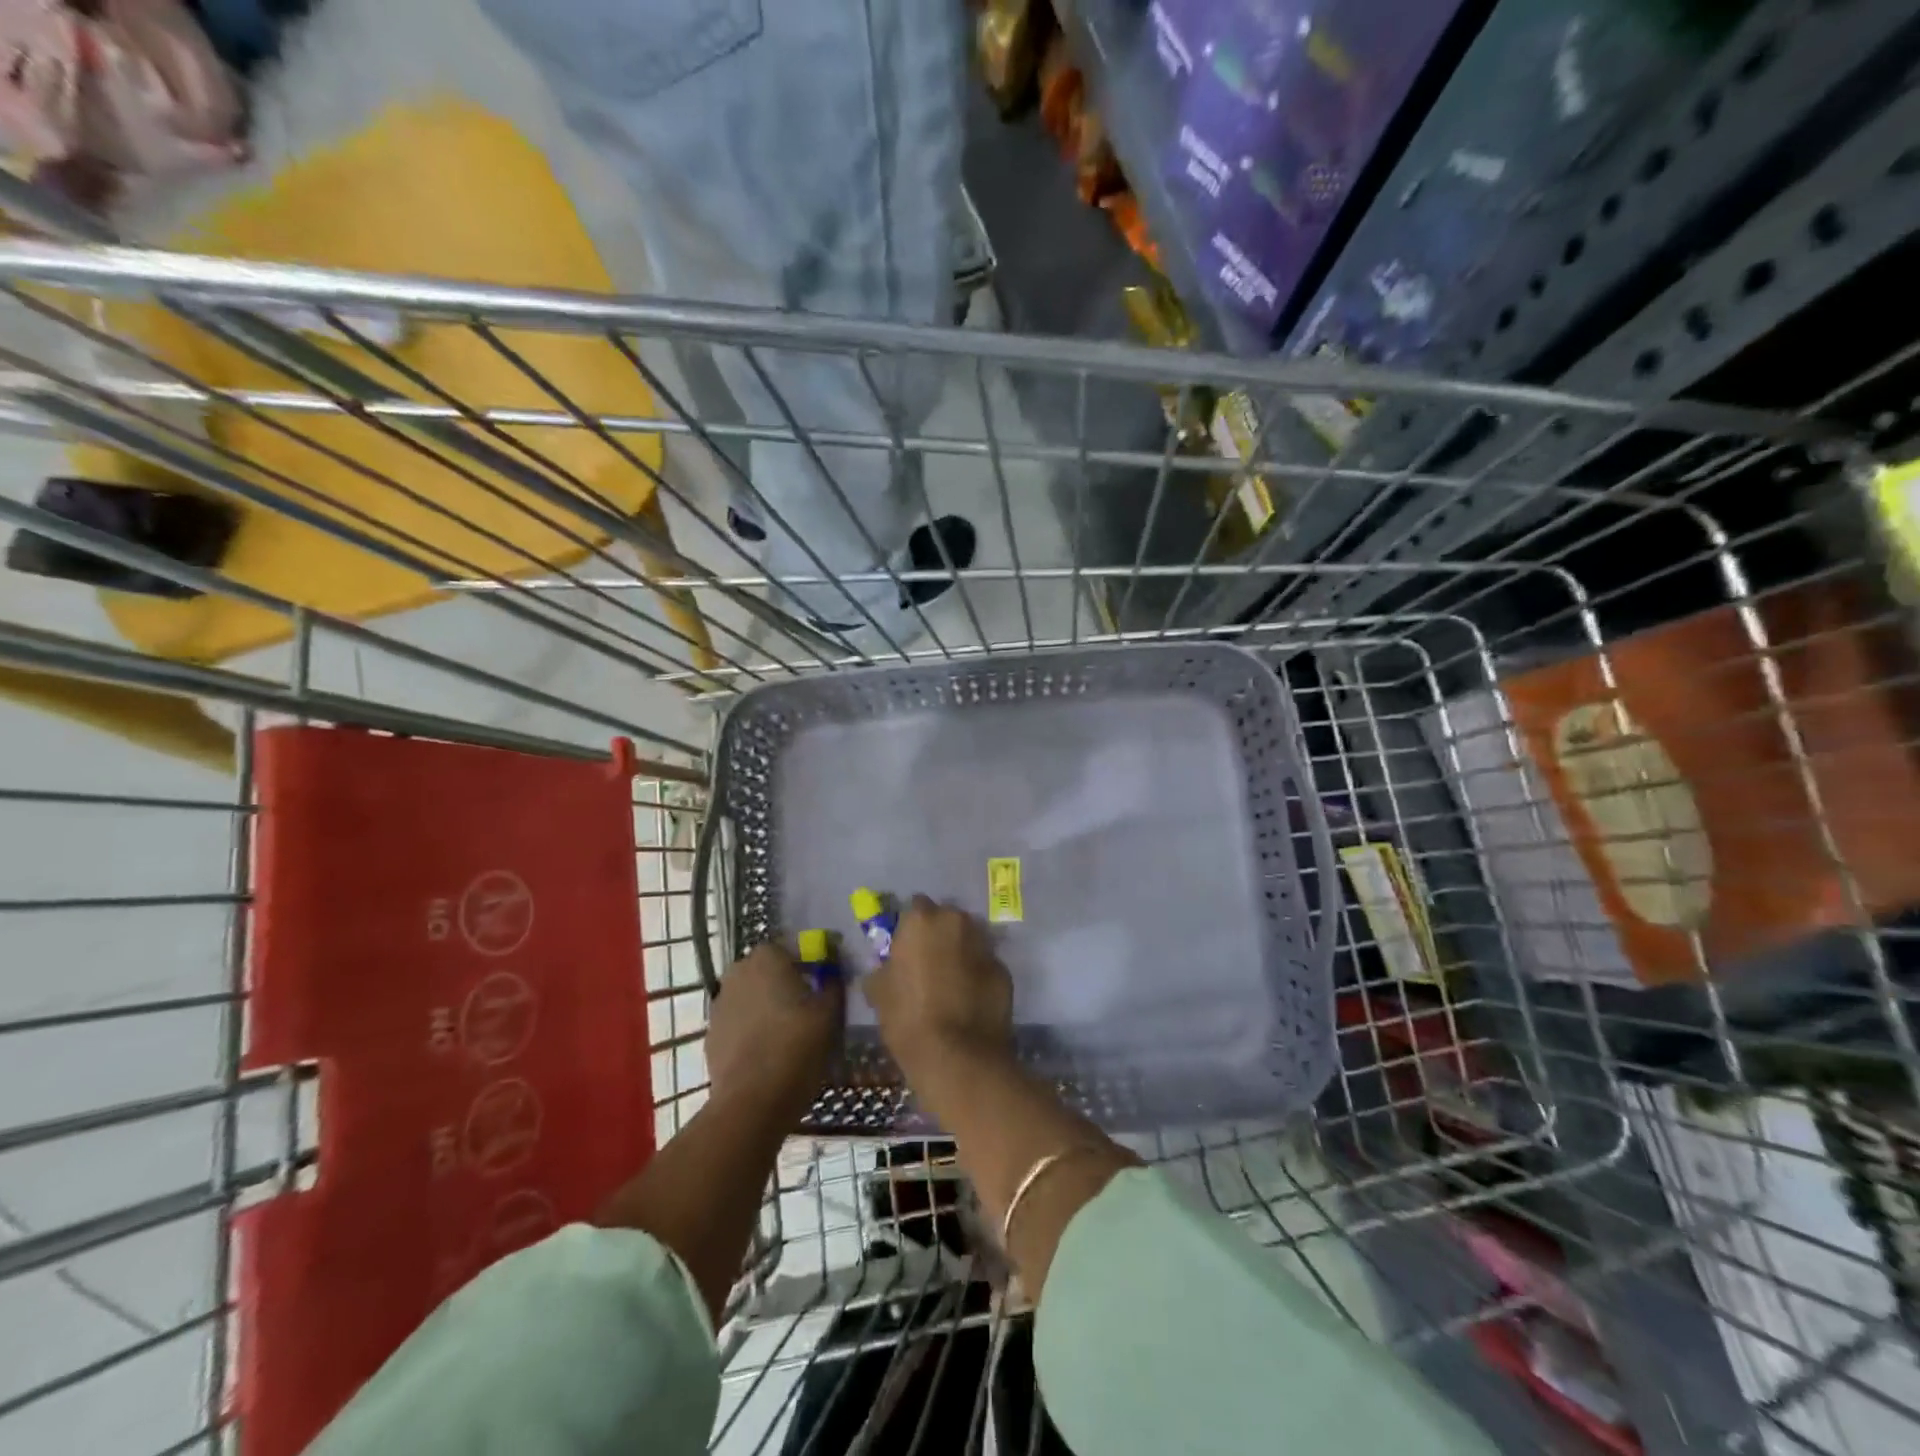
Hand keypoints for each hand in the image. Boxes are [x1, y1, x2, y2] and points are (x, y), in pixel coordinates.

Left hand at [706, 943, 841, 1120]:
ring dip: (768, 1005)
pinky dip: (753, 1028)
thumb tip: (832, 968)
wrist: (751, 1103)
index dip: (813, 962)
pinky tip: (769, 1051)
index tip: (826, 981)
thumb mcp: (830, 1012)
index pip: (794, 946)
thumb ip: (833, 981)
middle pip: (770, 969)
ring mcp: (720, 1003)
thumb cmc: (796, 1047)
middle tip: (810, 1005)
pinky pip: (740, 1021)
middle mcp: (738, 970)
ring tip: (790, 1032)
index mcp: (767, 956)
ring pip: (752, 995)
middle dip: (788, 981)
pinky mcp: (712, 1033)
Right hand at [862, 896, 1013, 1081]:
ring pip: (969, 939)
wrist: (958, 1056)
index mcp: (921, 920)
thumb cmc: (908, 1019)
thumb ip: (882, 969)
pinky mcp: (1004, 969)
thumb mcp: (878, 992)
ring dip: (961, 951)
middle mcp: (956, 921)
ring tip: (951, 981)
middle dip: (938, 934)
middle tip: (928, 963)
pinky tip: (970, 999)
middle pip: (946, 918)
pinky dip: (978, 974)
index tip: (905, 948)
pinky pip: (985, 964)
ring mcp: (984, 944)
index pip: (914, 907)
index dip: (909, 927)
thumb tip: (886, 967)